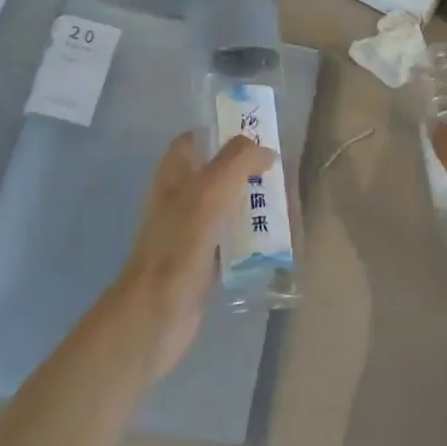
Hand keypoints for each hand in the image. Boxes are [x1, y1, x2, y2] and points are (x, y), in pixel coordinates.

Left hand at [114, 134, 274, 377]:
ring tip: (289, 207)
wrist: (157, 311)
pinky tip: (277, 243)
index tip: (258, 138)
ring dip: (254, 205)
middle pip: (218, 174)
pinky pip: (232, 241)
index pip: (196, 140)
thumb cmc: (182, 242)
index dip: (223, 134)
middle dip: (249, 172)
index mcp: (175, 174)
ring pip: (228, 208)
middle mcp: (181, 198)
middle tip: (283, 176)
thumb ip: (240, 160)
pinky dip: (252, 239)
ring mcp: (191, 231)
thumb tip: (266, 151)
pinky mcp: (203, 261)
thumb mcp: (214, 188)